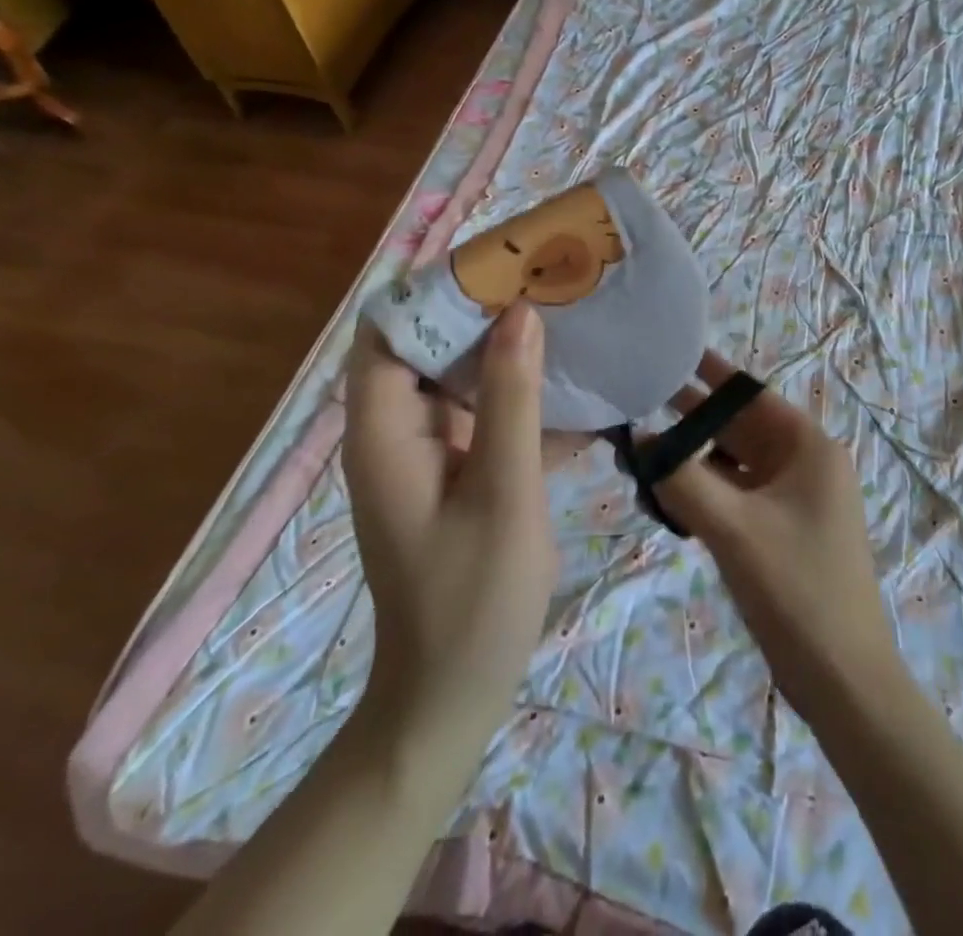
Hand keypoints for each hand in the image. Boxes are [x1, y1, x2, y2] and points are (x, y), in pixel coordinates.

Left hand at [341, 302, 558, 752]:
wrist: (451, 700)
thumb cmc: (472, 601)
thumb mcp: (502, 492)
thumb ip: (510, 400)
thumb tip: (519, 314)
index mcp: (385, 432)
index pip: (388, 332)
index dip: (434, 291)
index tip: (497, 263)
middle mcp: (395, 433)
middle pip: (426, 348)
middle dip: (481, 313)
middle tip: (543, 282)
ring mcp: (424, 457)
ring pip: (459, 382)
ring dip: (507, 354)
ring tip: (565, 319)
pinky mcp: (453, 477)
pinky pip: (483, 420)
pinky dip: (520, 401)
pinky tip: (577, 394)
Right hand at [654, 352, 899, 722]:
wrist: (845, 682)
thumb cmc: (796, 590)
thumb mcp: (733, 528)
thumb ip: (681, 478)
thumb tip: (638, 440)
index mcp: (808, 447)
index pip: (750, 394)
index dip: (708, 373)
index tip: (666, 351)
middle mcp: (804, 463)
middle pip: (739, 426)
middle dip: (691, 415)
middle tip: (636, 396)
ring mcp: (794, 498)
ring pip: (735, 461)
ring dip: (694, 455)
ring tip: (641, 442)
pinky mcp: (782, 529)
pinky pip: (738, 493)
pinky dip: (705, 488)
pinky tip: (667, 490)